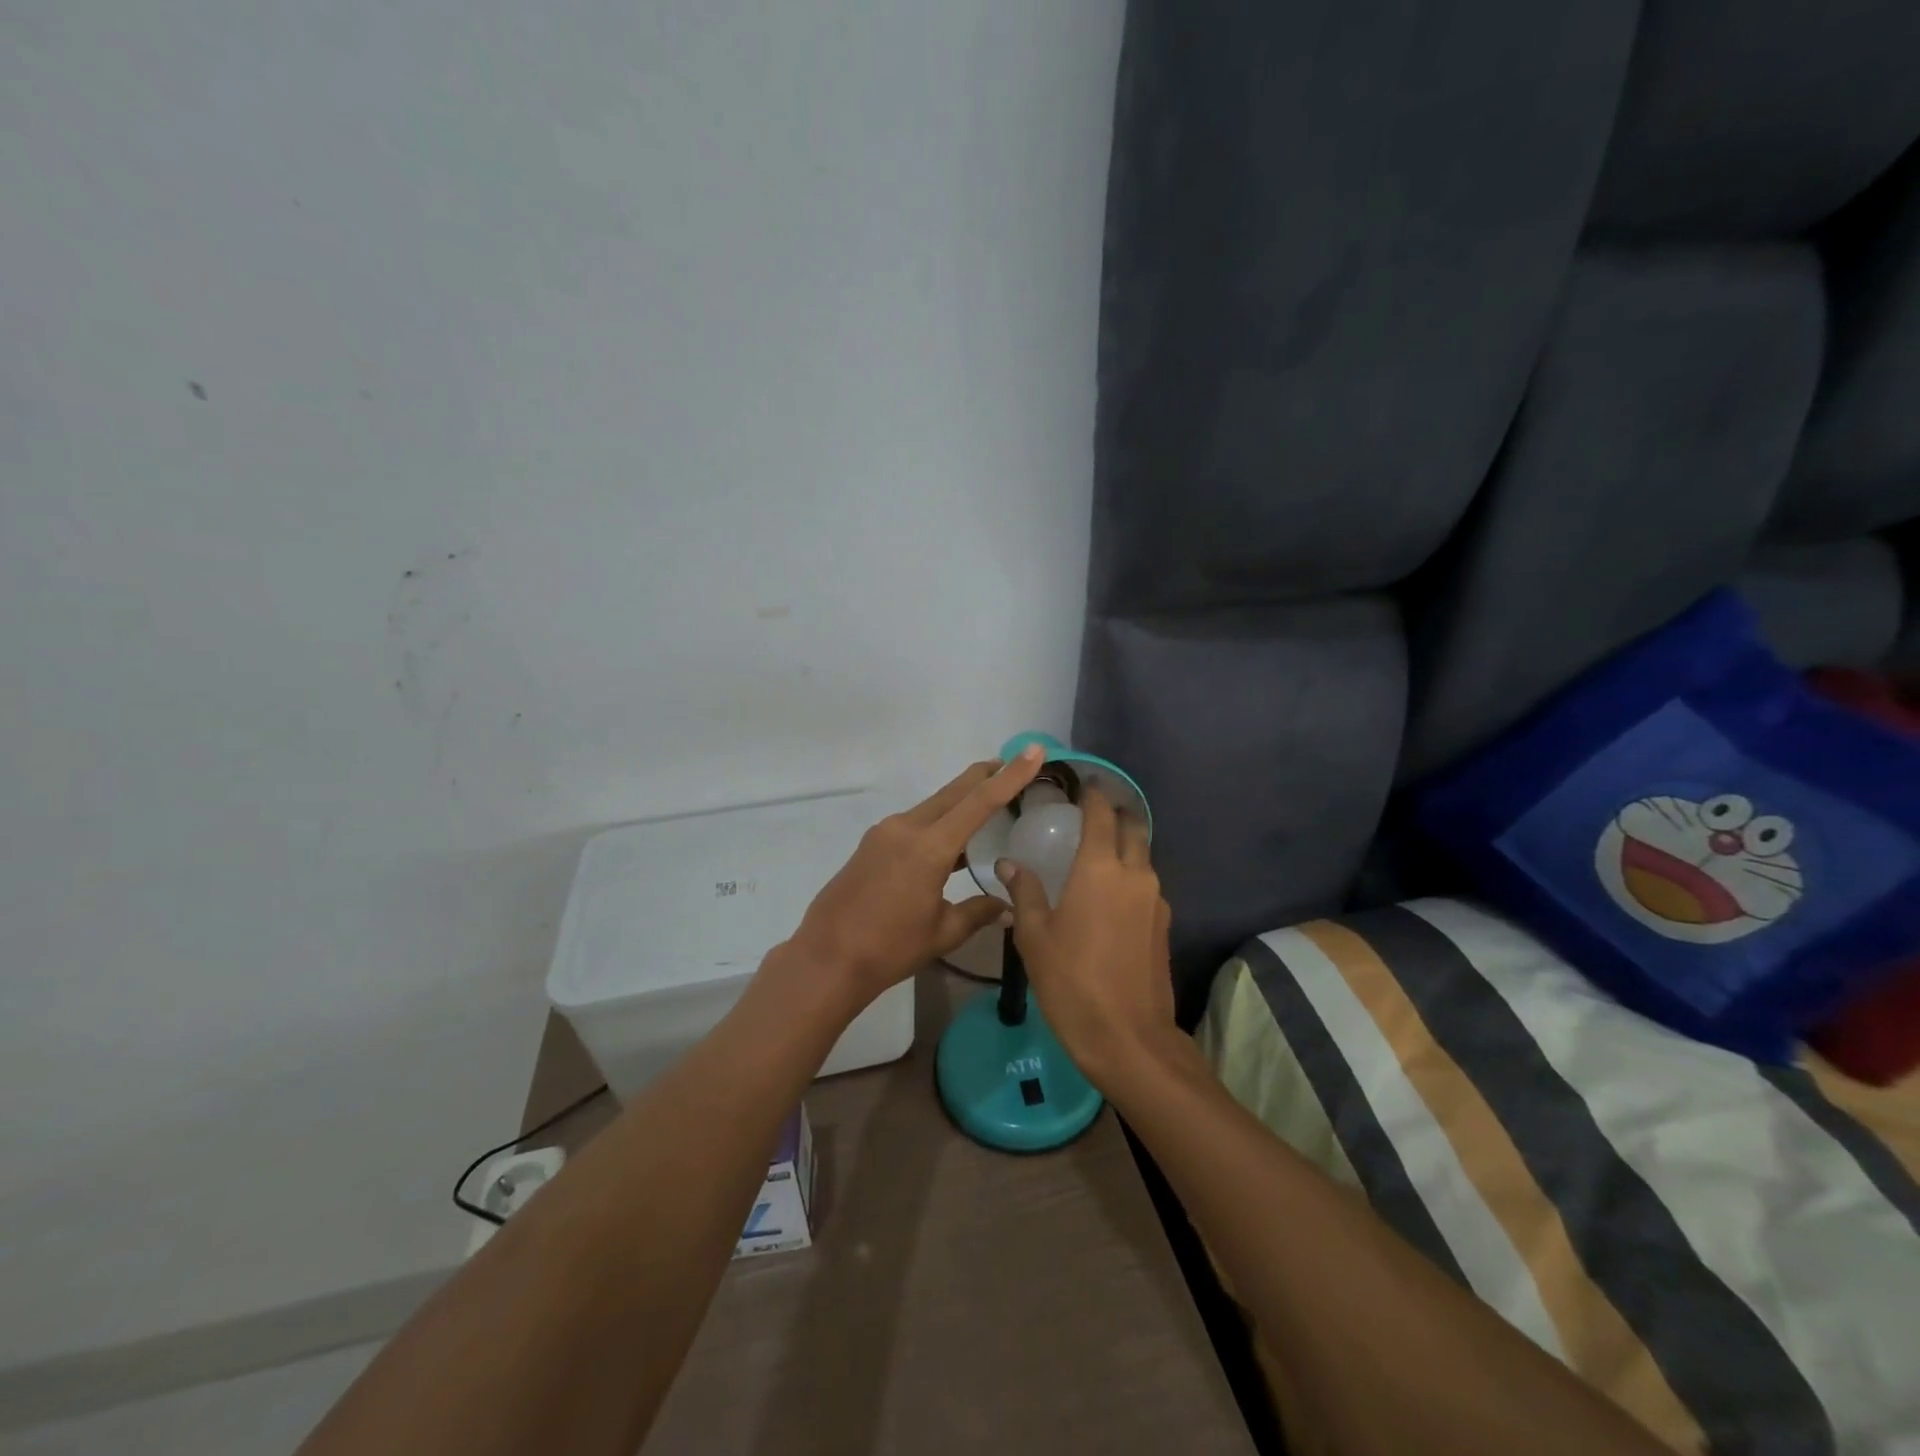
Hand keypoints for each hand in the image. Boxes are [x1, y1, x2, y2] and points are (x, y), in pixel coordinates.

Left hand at [784, 747, 1044, 1008]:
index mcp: (929, 847)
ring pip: (933, 806)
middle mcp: (906, 828)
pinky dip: (939, 820)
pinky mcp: (872, 844)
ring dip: (960, 799)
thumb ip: (978, 912)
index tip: (1033, 751)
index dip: (1010, 776)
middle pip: (954, 792)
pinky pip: (914, 822)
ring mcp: (885, 833)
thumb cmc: (889, 949)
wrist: (827, 959)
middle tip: (1012, 762)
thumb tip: (1008, 906)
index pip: (980, 802)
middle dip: (984, 775)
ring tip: (987, 798)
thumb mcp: (942, 933)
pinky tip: (950, 840)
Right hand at [998, 787, 1176, 1090]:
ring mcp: (1156, 900)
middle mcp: (1135, 874)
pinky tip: (1108, 897)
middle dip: (1116, 814)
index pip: (1101, 813)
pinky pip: (1146, 886)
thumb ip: (1024, 893)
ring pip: (1143, 858)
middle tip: (1091, 815)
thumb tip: (1009, 864)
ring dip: (1124, 848)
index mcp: (1100, 869)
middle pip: (1133, 828)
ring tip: (1095, 857)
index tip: (1082, 783)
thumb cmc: (1071, 981)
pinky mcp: (1164, 926)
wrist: (1128, 1039)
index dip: (1093, 794)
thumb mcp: (1034, 937)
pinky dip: (1130, 878)